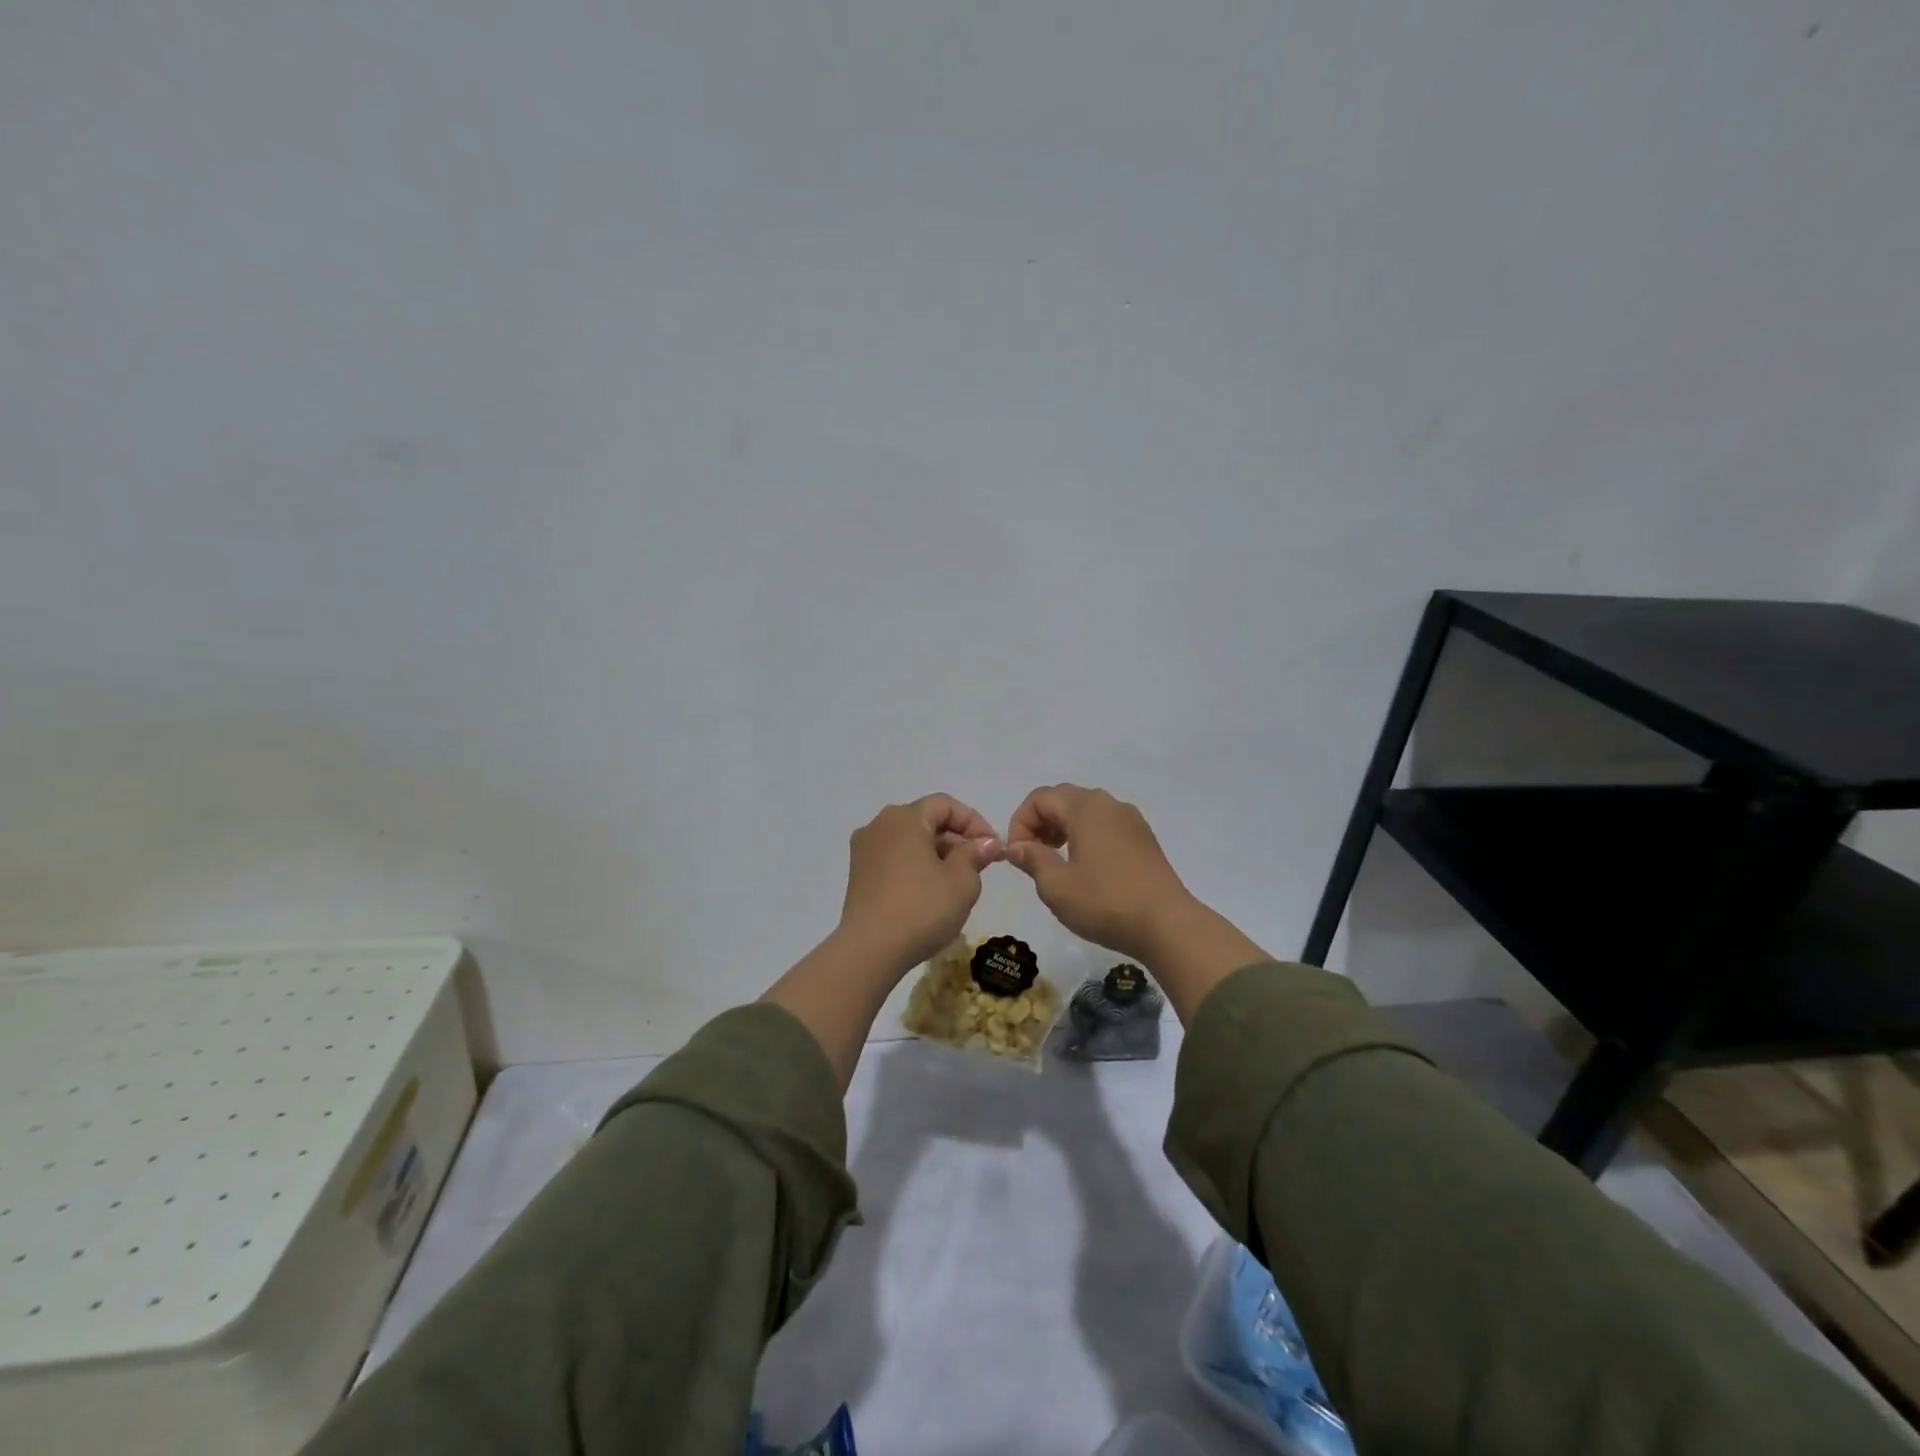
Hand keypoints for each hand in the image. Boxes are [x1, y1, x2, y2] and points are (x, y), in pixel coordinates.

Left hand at [838, 794, 1004, 973]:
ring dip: (936, 855)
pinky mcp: (858, 876)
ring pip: (909, 842)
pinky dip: (916, 868)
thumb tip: (985, 842)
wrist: (870, 950)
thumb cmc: (922, 908)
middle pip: (925, 821)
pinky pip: (894, 860)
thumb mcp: (962, 881)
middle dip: (956, 840)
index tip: (993, 848)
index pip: (945, 805)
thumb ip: (975, 854)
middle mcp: (879, 825)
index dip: (974, 822)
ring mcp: (864, 851)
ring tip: (957, 883)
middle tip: (979, 866)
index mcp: (904, 817)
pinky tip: (930, 894)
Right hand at [1005, 783, 1269, 1023]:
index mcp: (1085, 807)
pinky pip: (1105, 826)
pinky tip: (1085, 869)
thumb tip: (1016, 846)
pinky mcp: (1144, 839)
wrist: (1167, 925)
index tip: (1017, 856)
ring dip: (1062, 830)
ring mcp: (1131, 820)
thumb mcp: (1056, 886)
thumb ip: (1032, 859)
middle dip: (1040, 824)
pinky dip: (1086, 837)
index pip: (1039, 798)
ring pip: (1085, 812)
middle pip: (1063, 799)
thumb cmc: (1105, 902)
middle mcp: (1109, 804)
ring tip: (1056, 864)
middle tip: (1032, 857)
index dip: (1020, 823)